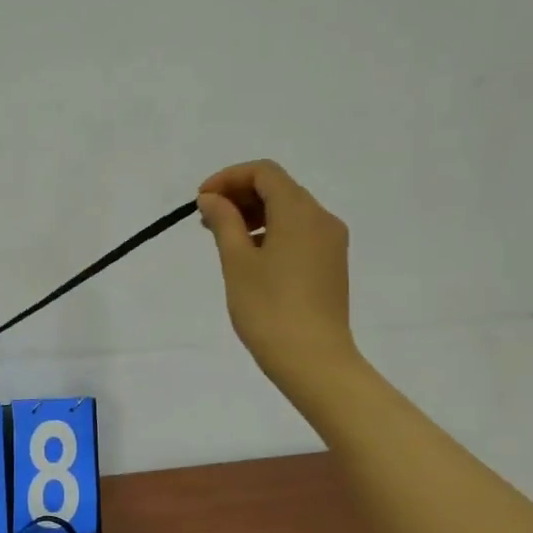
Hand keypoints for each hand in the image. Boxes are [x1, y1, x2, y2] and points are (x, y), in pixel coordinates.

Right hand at [198, 160, 358, 398]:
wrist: (313, 360)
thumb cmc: (268, 308)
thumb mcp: (237, 262)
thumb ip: (224, 222)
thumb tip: (212, 198)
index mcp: (300, 212)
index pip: (264, 172)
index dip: (229, 178)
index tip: (201, 200)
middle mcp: (322, 219)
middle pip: (279, 188)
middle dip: (240, 195)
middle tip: (206, 220)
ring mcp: (331, 243)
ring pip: (290, 211)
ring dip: (255, 214)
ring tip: (223, 239)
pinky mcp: (331, 264)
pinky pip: (299, 233)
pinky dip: (272, 232)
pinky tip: (250, 257)